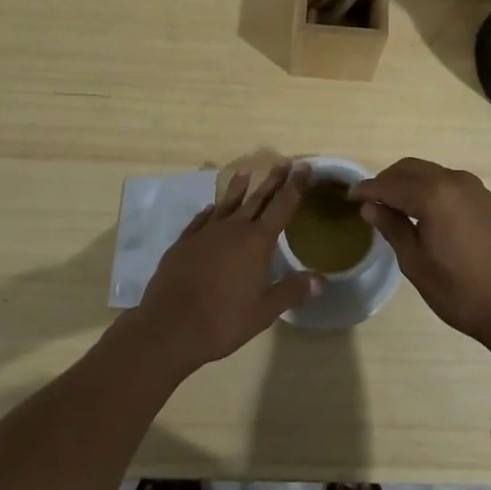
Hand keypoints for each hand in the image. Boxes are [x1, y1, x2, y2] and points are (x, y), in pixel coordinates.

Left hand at [133, 162, 320, 373]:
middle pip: (257, 198)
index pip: (282, 206)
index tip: (304, 167)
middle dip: (273, 180)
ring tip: (246, 171)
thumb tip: (321, 280)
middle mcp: (233, 229)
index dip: (295, 186)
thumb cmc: (223, 321)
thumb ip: (292, 292)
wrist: (169, 327)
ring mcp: (206, 233)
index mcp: (257, 242)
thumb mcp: (264, 312)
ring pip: (227, 203)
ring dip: (238, 186)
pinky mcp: (184, 242)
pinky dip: (210, 211)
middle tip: (284, 162)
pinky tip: (211, 208)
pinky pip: (201, 219)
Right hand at [351, 158, 490, 353]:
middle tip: (369, 202)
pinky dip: (428, 188)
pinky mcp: (486, 200)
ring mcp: (474, 188)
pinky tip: (422, 212)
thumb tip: (370, 207)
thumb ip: (392, 228)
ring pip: (430, 173)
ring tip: (392, 207)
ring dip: (408, 183)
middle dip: (387, 181)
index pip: (390, 184)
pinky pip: (448, 183)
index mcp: (434, 194)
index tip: (349, 197)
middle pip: (410, 169)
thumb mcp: (417, 264)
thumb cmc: (461, 292)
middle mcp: (454, 180)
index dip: (367, 190)